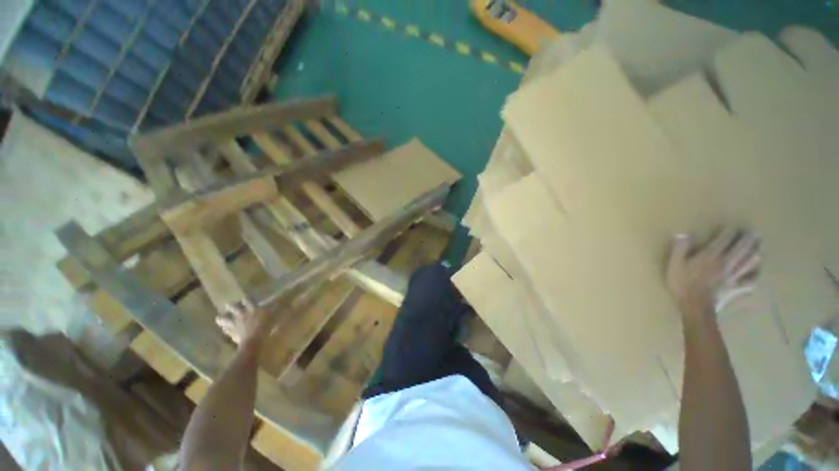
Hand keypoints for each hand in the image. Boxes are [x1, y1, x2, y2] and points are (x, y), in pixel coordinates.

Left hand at [216, 300, 270, 347]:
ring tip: (218, 318)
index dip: (247, 300)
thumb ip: (275, 308)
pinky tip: (224, 330)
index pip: (248, 301)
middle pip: (234, 308)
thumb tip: (279, 302)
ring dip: (222, 319)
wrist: (254, 341)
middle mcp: (242, 315)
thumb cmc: (266, 326)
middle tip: (227, 305)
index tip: (244, 299)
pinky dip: (226, 330)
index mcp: (252, 309)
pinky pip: (227, 331)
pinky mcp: (233, 334)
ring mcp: (236, 324)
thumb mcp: (274, 315)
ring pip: (225, 320)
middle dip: (231, 306)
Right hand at [666, 229, 760, 318]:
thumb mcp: (674, 265)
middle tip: (753, 232)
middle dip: (748, 239)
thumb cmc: (683, 284)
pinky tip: (757, 272)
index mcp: (711, 256)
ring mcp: (734, 276)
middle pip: (742, 248)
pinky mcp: (737, 288)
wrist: (696, 307)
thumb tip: (684, 234)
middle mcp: (727, 263)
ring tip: (759, 247)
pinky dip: (756, 275)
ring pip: (750, 262)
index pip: (724, 240)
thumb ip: (679, 249)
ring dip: (756, 253)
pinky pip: (750, 280)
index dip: (729, 231)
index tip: (733, 226)